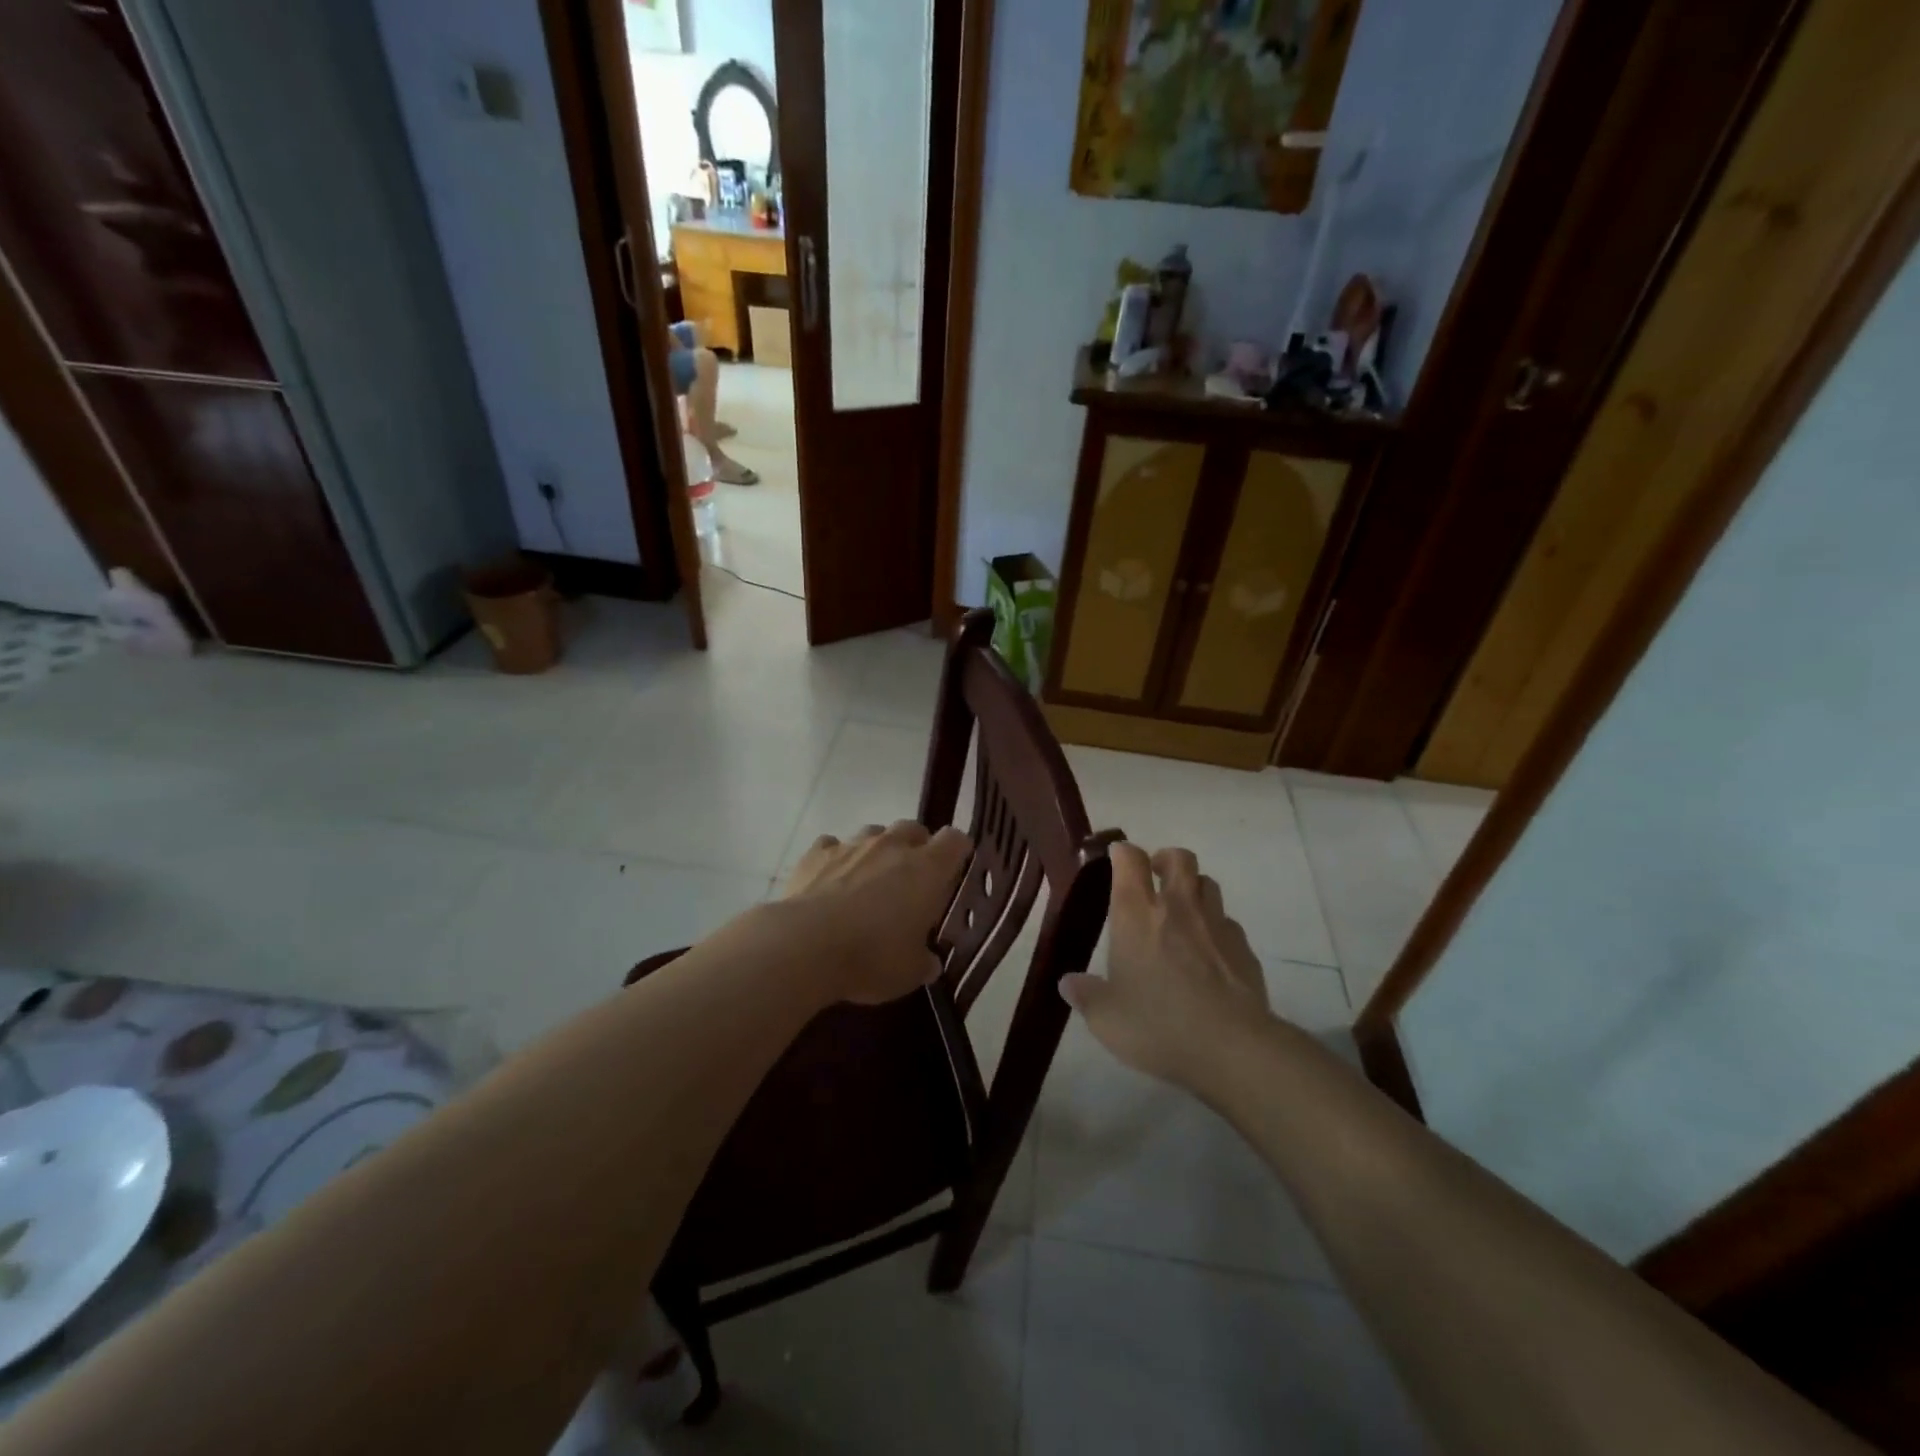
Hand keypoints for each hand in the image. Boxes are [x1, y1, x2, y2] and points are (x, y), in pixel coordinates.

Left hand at [781, 821, 971, 1004]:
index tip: (953, 871)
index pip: (955, 840)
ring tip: (869, 880)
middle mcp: (892, 846)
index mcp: (927, 869)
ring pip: (873, 832)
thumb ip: (924, 961)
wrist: (805, 946)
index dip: (957, 852)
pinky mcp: (816, 853)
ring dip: (877, 850)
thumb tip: (929, 962)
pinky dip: (836, 858)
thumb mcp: (909, 973)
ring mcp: (852, 845)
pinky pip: (832, 845)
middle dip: (916, 847)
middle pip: (913, 828)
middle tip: (910, 880)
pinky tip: (830, 882)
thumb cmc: (871, 957)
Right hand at [1059, 843, 1270, 1090]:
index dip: (1123, 852)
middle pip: (1179, 859)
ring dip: (1194, 889)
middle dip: (1165, 859)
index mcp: (1137, 915)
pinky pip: (1229, 924)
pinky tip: (1209, 954)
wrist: (1232, 1048)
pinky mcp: (1244, 949)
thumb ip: (1086, 996)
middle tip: (1154, 876)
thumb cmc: (1158, 1025)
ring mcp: (1216, 925)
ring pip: (1208, 884)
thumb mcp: (1106, 1018)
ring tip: (1182, 912)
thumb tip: (1068, 983)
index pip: (1130, 860)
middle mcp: (1178, 908)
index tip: (1116, 857)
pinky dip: (1216, 928)